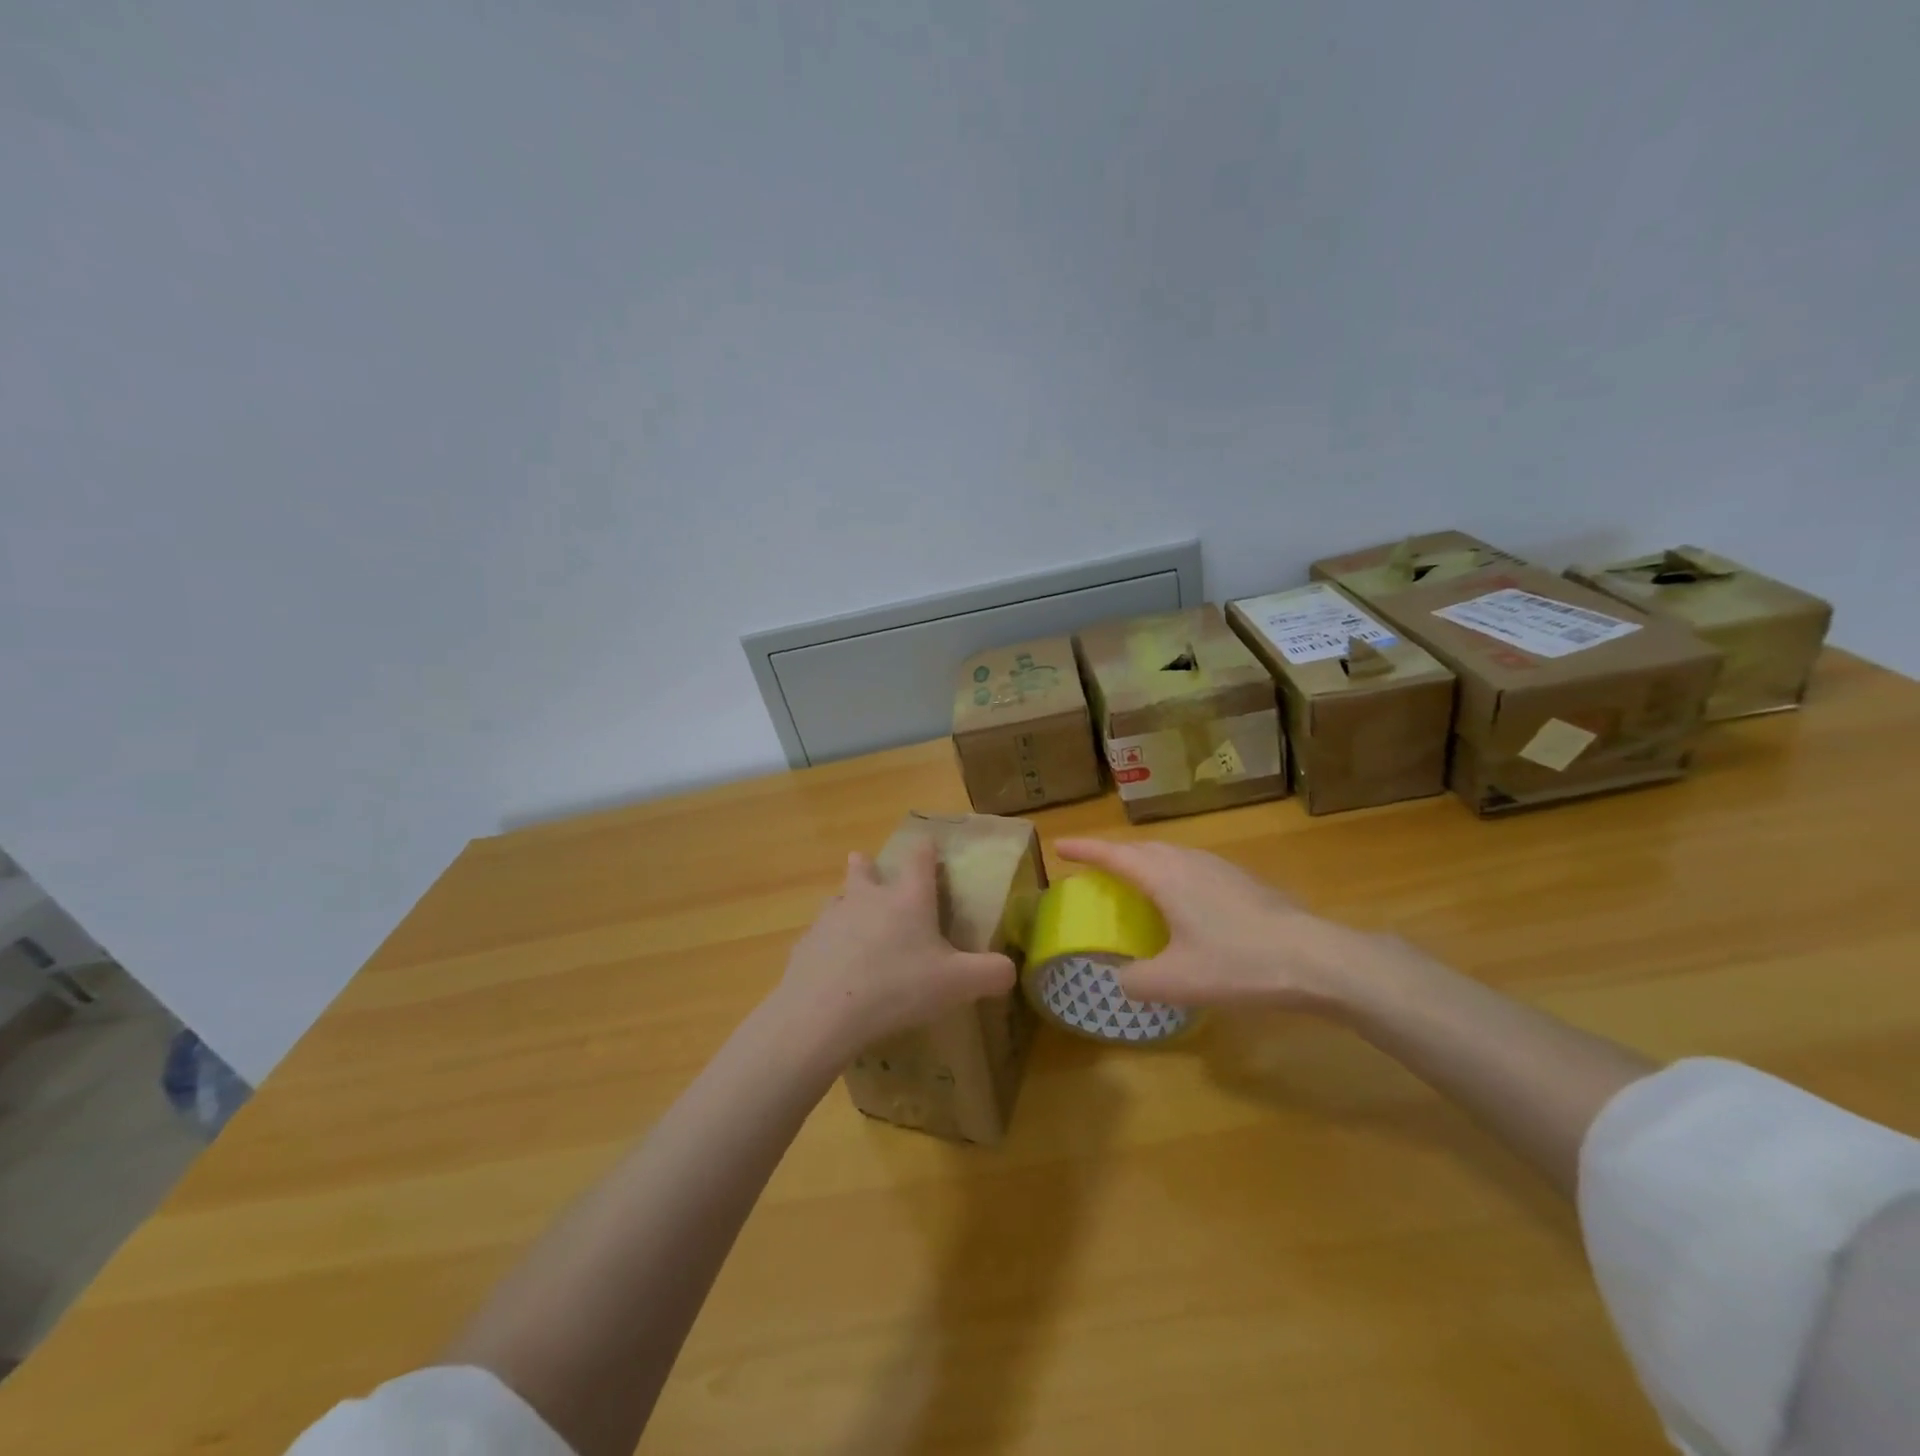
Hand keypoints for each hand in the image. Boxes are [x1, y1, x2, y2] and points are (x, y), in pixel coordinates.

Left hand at [776, 838, 1015, 1055]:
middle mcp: (868, 899)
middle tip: (863, 862)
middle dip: (865, 865)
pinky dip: (826, 945)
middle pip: (863, 869)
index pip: (919, 859)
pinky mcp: (805, 945)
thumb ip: (991, 973)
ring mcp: (831, 919)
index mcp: (908, 899)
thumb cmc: (898, 987)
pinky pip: (818, 938)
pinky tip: (831, 966)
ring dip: (844, 904)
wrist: (824, 1011)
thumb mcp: (958, 984)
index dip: (926, 850)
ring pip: (837, 900)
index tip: (928, 845)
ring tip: (849, 918)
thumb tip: (1010, 969)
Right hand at [1054, 838, 1403, 1014]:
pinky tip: (1185, 902)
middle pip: (1142, 849)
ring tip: (1135, 880)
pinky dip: (1173, 874)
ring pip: (1171, 855)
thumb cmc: (1238, 963)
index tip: (1060, 845)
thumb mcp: (1177, 981)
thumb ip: (1137, 981)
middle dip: (1114, 854)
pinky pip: (1193, 867)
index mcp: (1165, 876)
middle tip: (1095, 867)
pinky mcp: (1243, 881)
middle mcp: (1189, 862)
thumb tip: (1120, 979)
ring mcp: (1220, 867)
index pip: (1114, 855)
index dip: (1084, 849)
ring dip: (1146, 862)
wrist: (1315, 958)